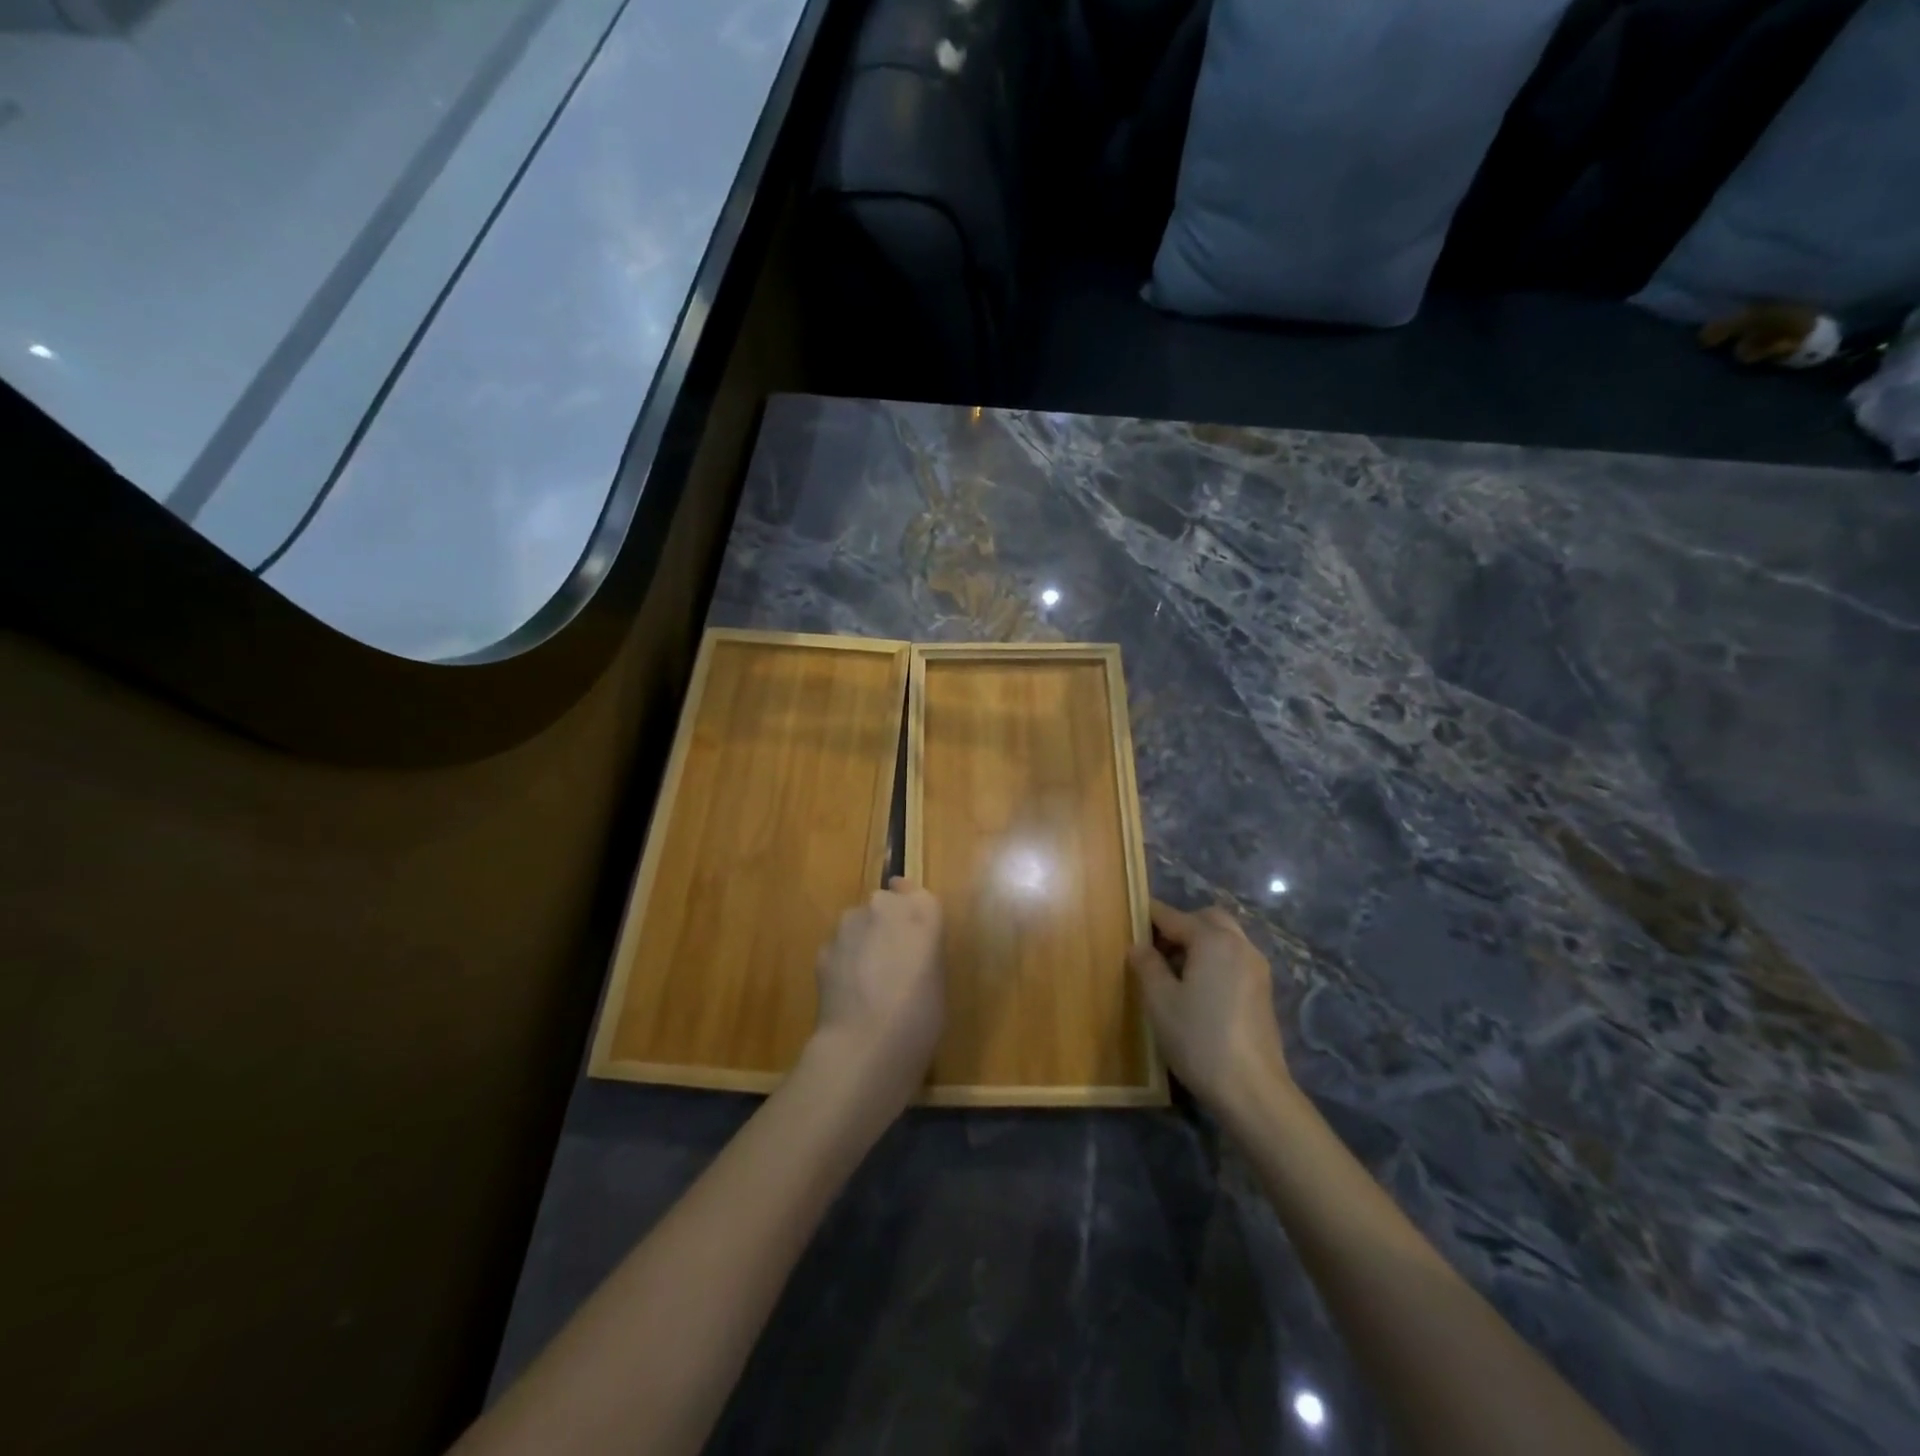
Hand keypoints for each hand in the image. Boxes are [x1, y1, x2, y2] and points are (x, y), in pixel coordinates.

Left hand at [811, 877, 945, 1112]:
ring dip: (863, 940)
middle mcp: (884, 906)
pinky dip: (844, 961)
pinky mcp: (824, 947)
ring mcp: (849, 924)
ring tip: (868, 980)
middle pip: (885, 904)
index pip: (918, 894)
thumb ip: (924, 950)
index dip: (915, 912)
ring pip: (858, 923)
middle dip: (887, 924)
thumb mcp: (938, 979)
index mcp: (922, 911)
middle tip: (894, 960)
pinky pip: (839, 947)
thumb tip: (908, 949)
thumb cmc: (919, 1017)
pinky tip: (848, 993)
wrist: (864, 1045)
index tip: (915, 932)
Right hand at [1129, 900, 1290, 1120]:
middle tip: (1155, 948)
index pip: (1174, 916)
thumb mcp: (1159, 1001)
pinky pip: (1234, 959)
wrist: (1252, 1090)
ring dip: (1199, 943)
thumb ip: (1146, 965)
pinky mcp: (1263, 991)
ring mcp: (1257, 968)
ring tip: (1173, 971)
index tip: (1128, 920)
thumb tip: (1139, 946)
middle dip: (1180, 926)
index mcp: (1213, 940)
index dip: (1149, 916)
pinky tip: (1198, 989)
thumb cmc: (1199, 1039)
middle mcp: (1239, 945)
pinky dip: (1215, 960)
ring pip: (1224, 938)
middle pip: (1207, 919)